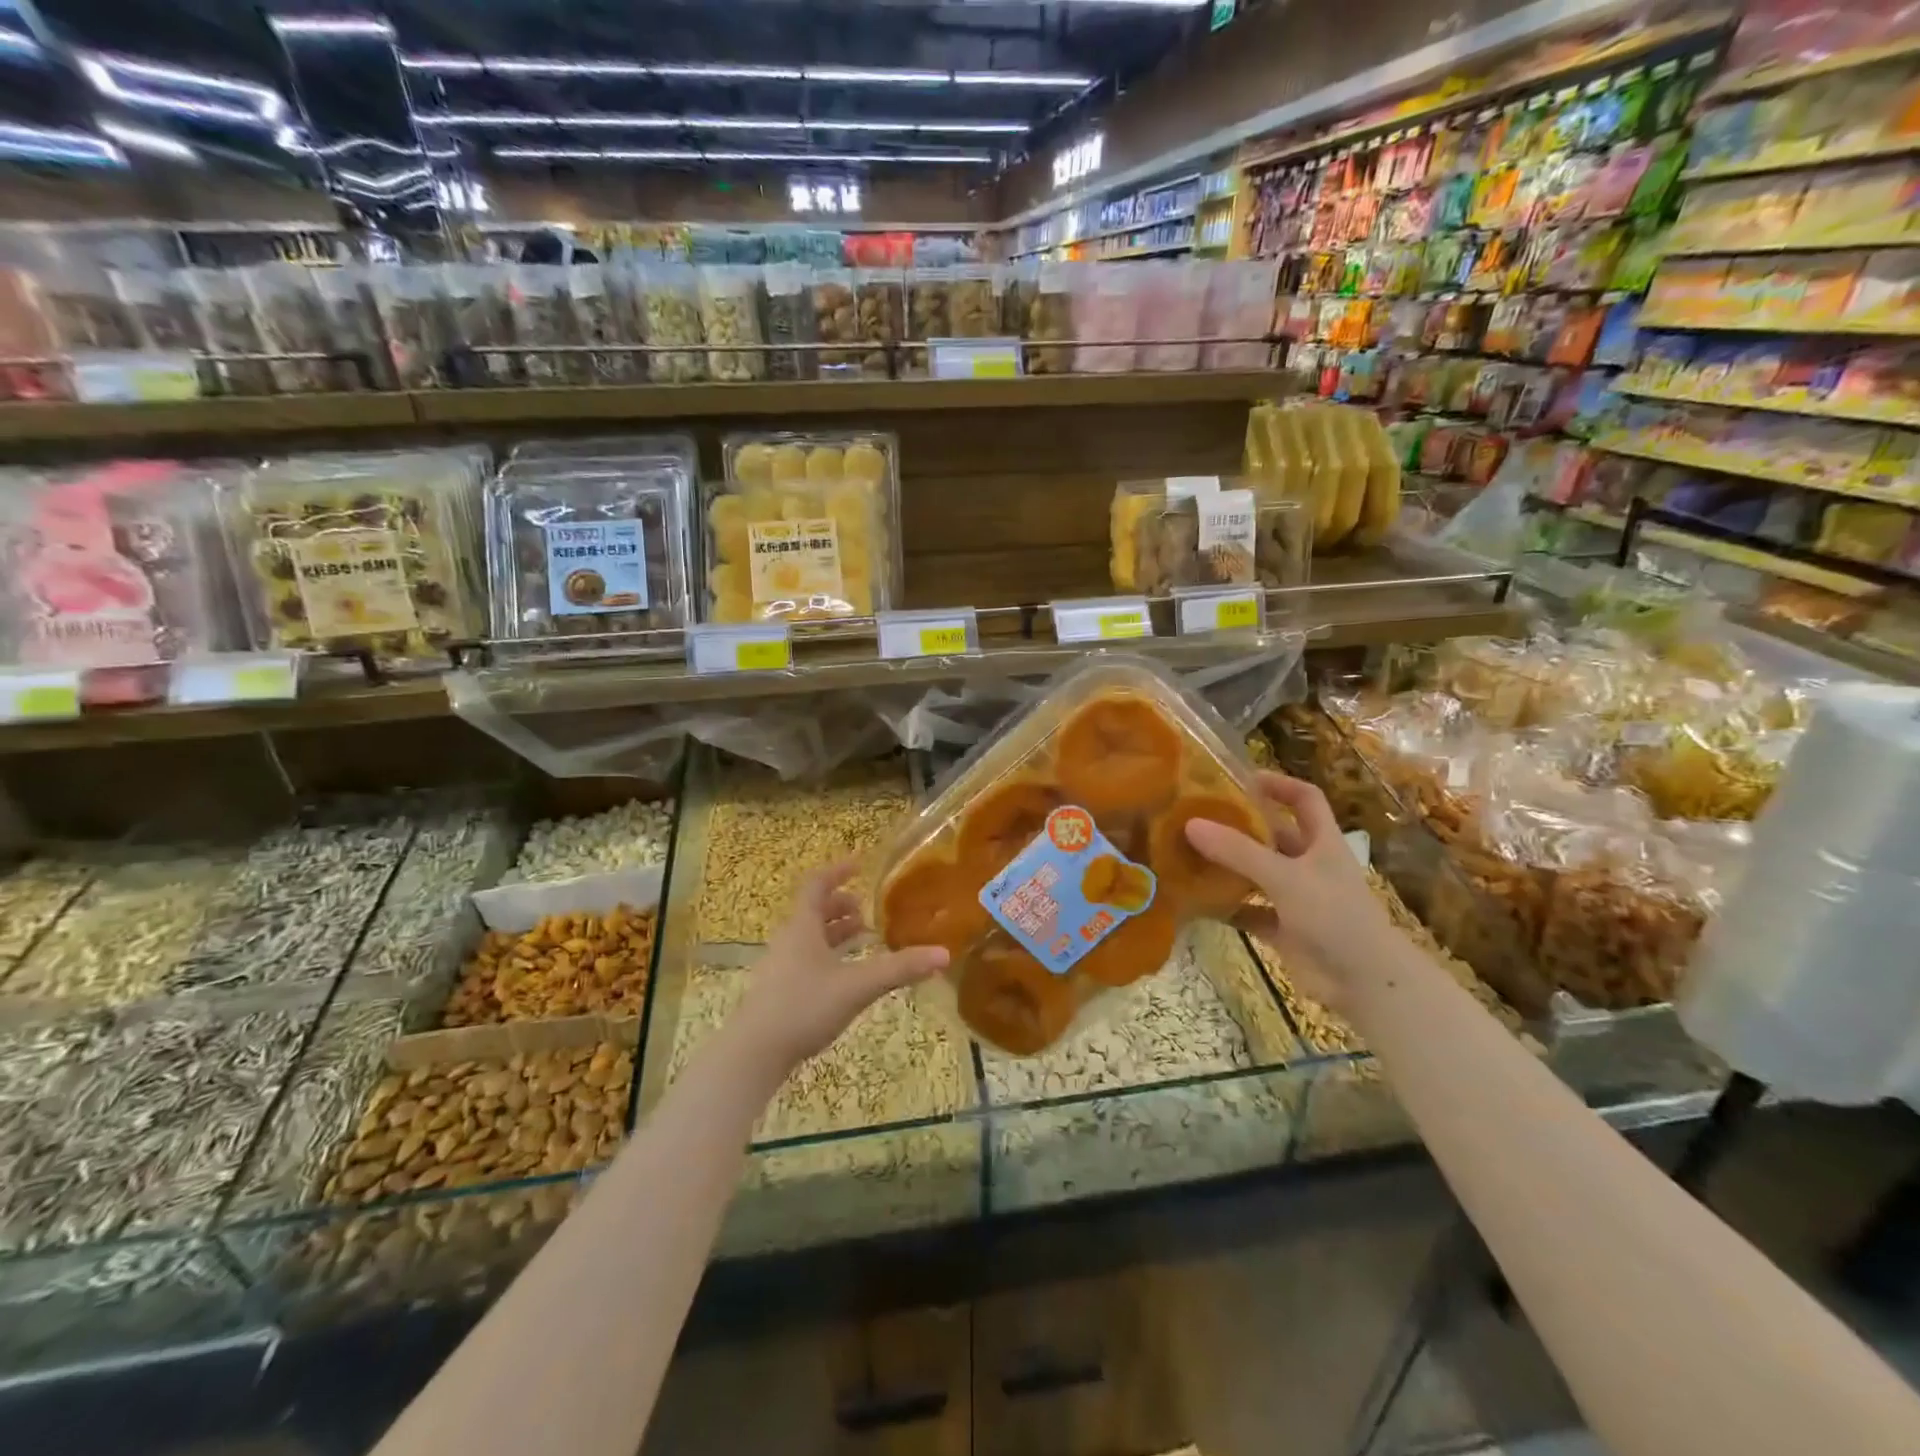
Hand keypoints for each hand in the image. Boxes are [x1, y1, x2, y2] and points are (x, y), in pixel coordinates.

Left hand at [729, 861, 948, 1075]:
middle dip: (840, 906)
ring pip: (809, 938)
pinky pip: (806, 960)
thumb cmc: (804, 1006)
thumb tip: (944, 954)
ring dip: (834, 933)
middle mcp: (789, 940)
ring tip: (862, 937)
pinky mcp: (779, 992)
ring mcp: (781, 967)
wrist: (754, 1053)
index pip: (817, 885)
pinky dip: (828, 956)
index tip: (858, 866)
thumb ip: (900, 969)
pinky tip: (844, 976)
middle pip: (813, 912)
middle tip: (866, 909)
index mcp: (803, 927)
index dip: (837, 872)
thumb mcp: (858, 985)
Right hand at [1184, 772, 1402, 1008]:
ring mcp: (1295, 898)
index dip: (1278, 783)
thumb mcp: (1285, 876)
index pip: (1305, 799)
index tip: (1240, 777)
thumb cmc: (1334, 916)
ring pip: (1256, 873)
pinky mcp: (1283, 929)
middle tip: (1197, 816)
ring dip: (1228, 866)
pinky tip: (1197, 901)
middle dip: (1239, 825)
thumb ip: (1238, 852)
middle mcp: (1308, 865)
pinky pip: (1249, 910)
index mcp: (1321, 842)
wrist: (1365, 982)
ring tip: (1187, 853)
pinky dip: (1227, 907)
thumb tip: (1190, 824)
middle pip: (1272, 834)